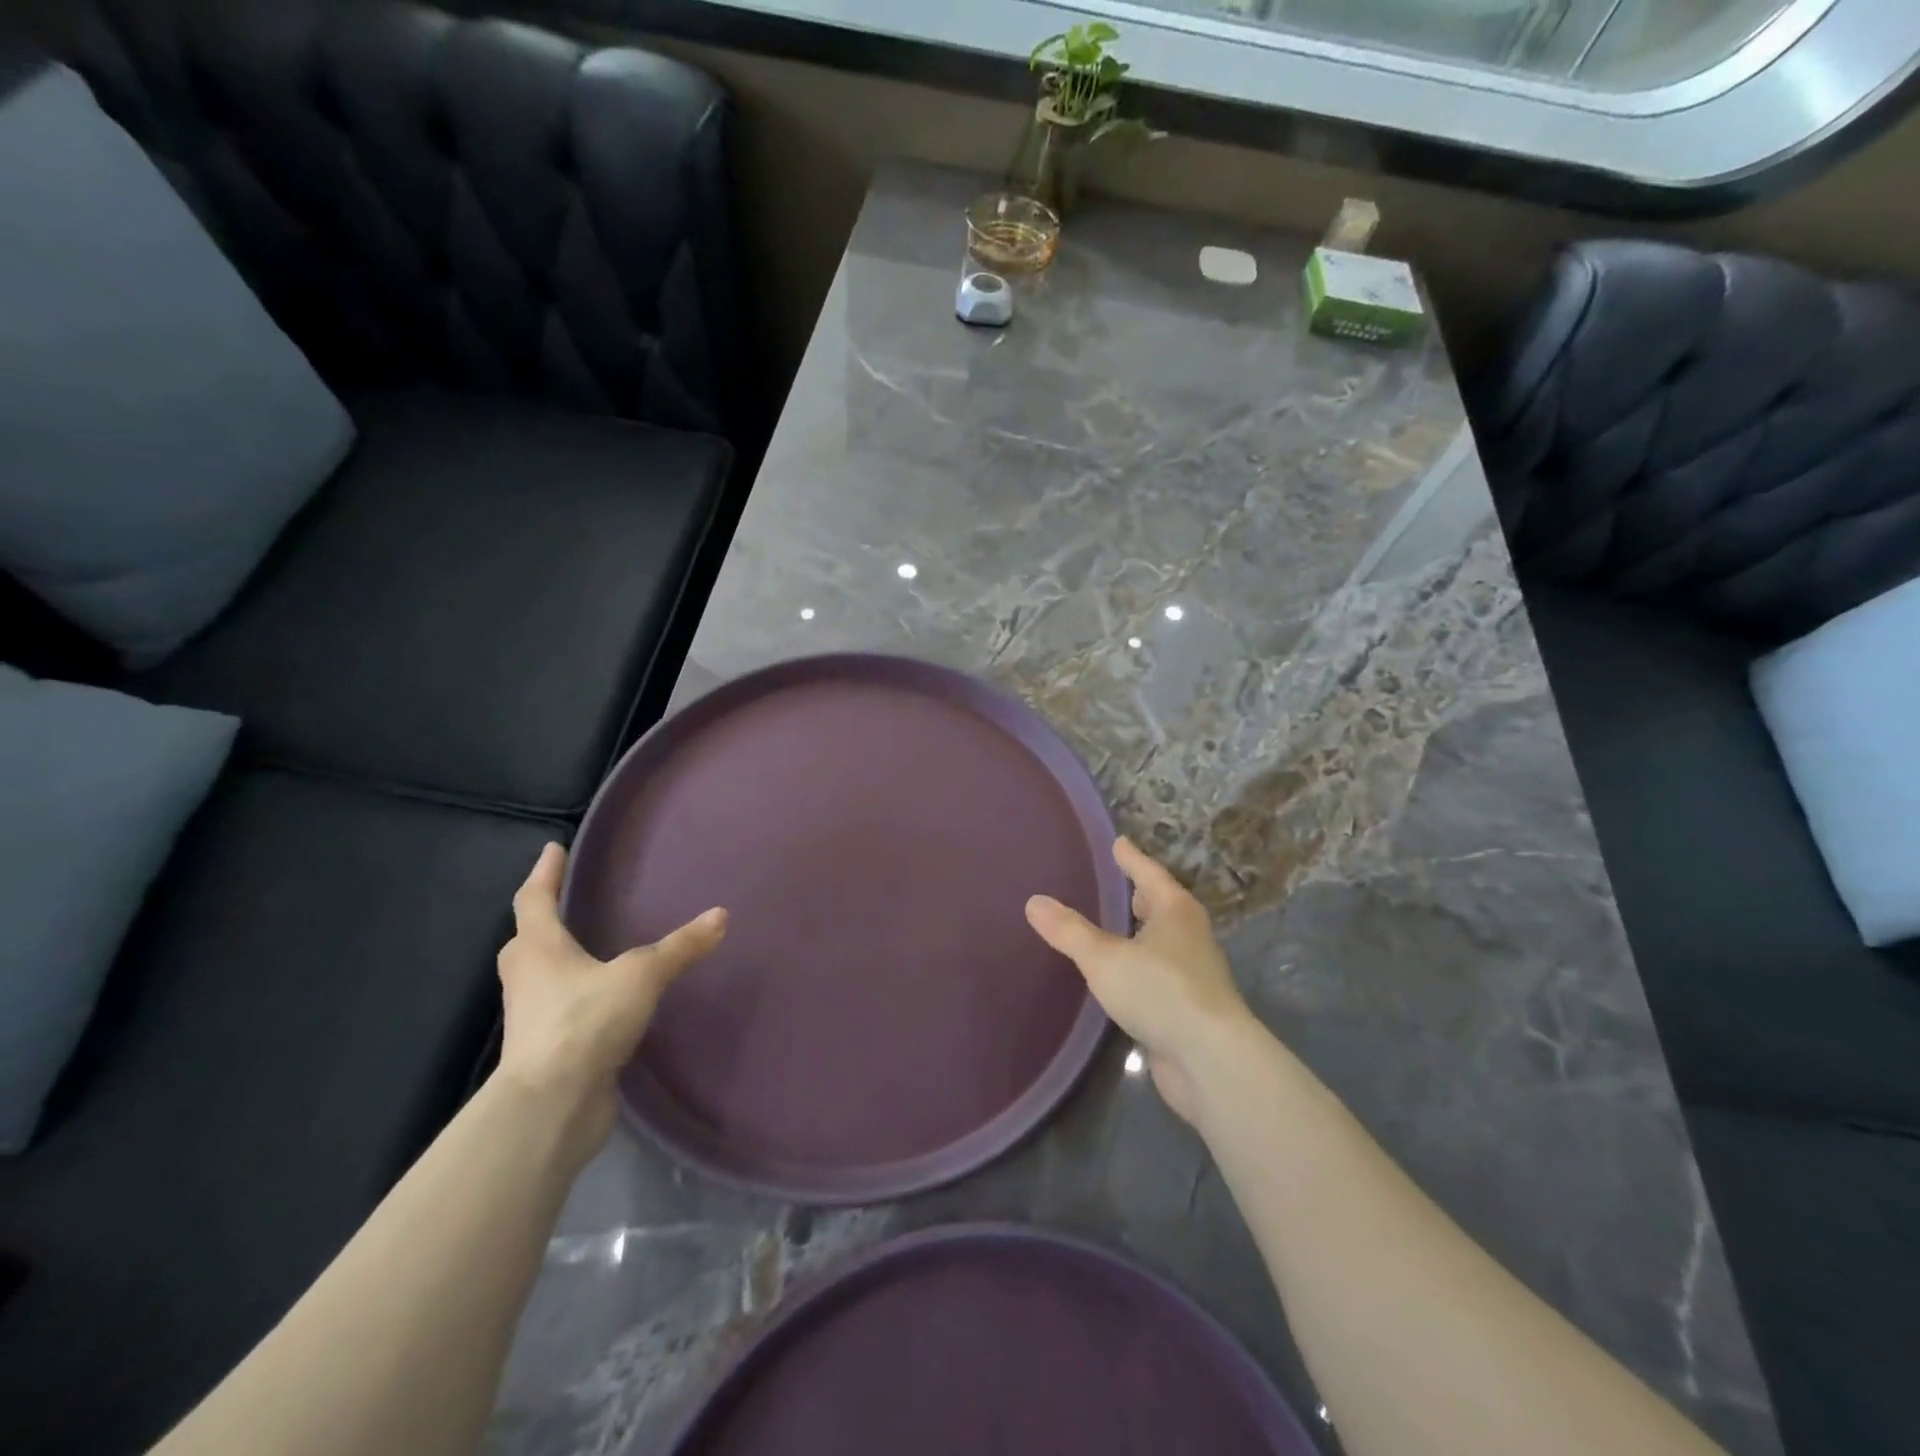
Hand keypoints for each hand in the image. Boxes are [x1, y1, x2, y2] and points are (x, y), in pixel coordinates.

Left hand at [496, 843, 725, 1143]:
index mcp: (539, 950)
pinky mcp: (548, 1051)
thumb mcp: (640, 975)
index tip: (552, 849)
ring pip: (540, 978)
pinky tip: (605, 1001)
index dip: (544, 873)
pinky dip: (577, 998)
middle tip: (565, 904)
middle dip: (542, 921)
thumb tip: (721, 915)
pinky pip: (560, 1011)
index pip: (534, 900)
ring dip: (558, 962)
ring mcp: (533, 1019)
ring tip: (589, 950)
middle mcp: (528, 979)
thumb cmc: (584, 1022)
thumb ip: (680, 947)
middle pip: (527, 941)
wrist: (551, 1106)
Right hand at [1026, 837, 1252, 1126]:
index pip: (1149, 873)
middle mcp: (1190, 936)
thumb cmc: (1160, 991)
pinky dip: (1142, 967)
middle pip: (1162, 905)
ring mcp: (1194, 973)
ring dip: (1142, 934)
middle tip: (1118, 884)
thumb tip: (1034, 901)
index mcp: (1175, 911)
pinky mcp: (1190, 1008)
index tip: (1118, 842)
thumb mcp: (1104, 957)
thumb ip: (1069, 931)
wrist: (1210, 1060)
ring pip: (1163, 942)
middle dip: (1141, 895)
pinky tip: (1123, 977)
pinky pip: (1160, 974)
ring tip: (1115, 929)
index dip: (1131, 858)